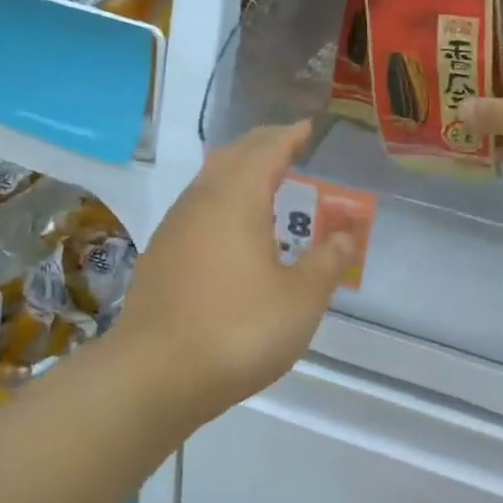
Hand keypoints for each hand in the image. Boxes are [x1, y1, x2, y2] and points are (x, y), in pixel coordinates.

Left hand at [110, 122, 355, 420]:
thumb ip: (327, 261)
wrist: (154, 375)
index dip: (290, 135)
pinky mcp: (160, 256)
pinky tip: (233, 228)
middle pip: (233, 155)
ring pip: (209, 180)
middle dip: (263, 144)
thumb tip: (348, 233)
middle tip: (290, 145)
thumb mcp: (300, 300)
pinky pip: (197, 207)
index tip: (309, 127)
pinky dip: (222, 199)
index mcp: (236, 199)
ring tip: (266, 181)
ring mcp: (174, 228)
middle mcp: (200, 202)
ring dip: (238, 170)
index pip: (266, 149)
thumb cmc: (237, 330)